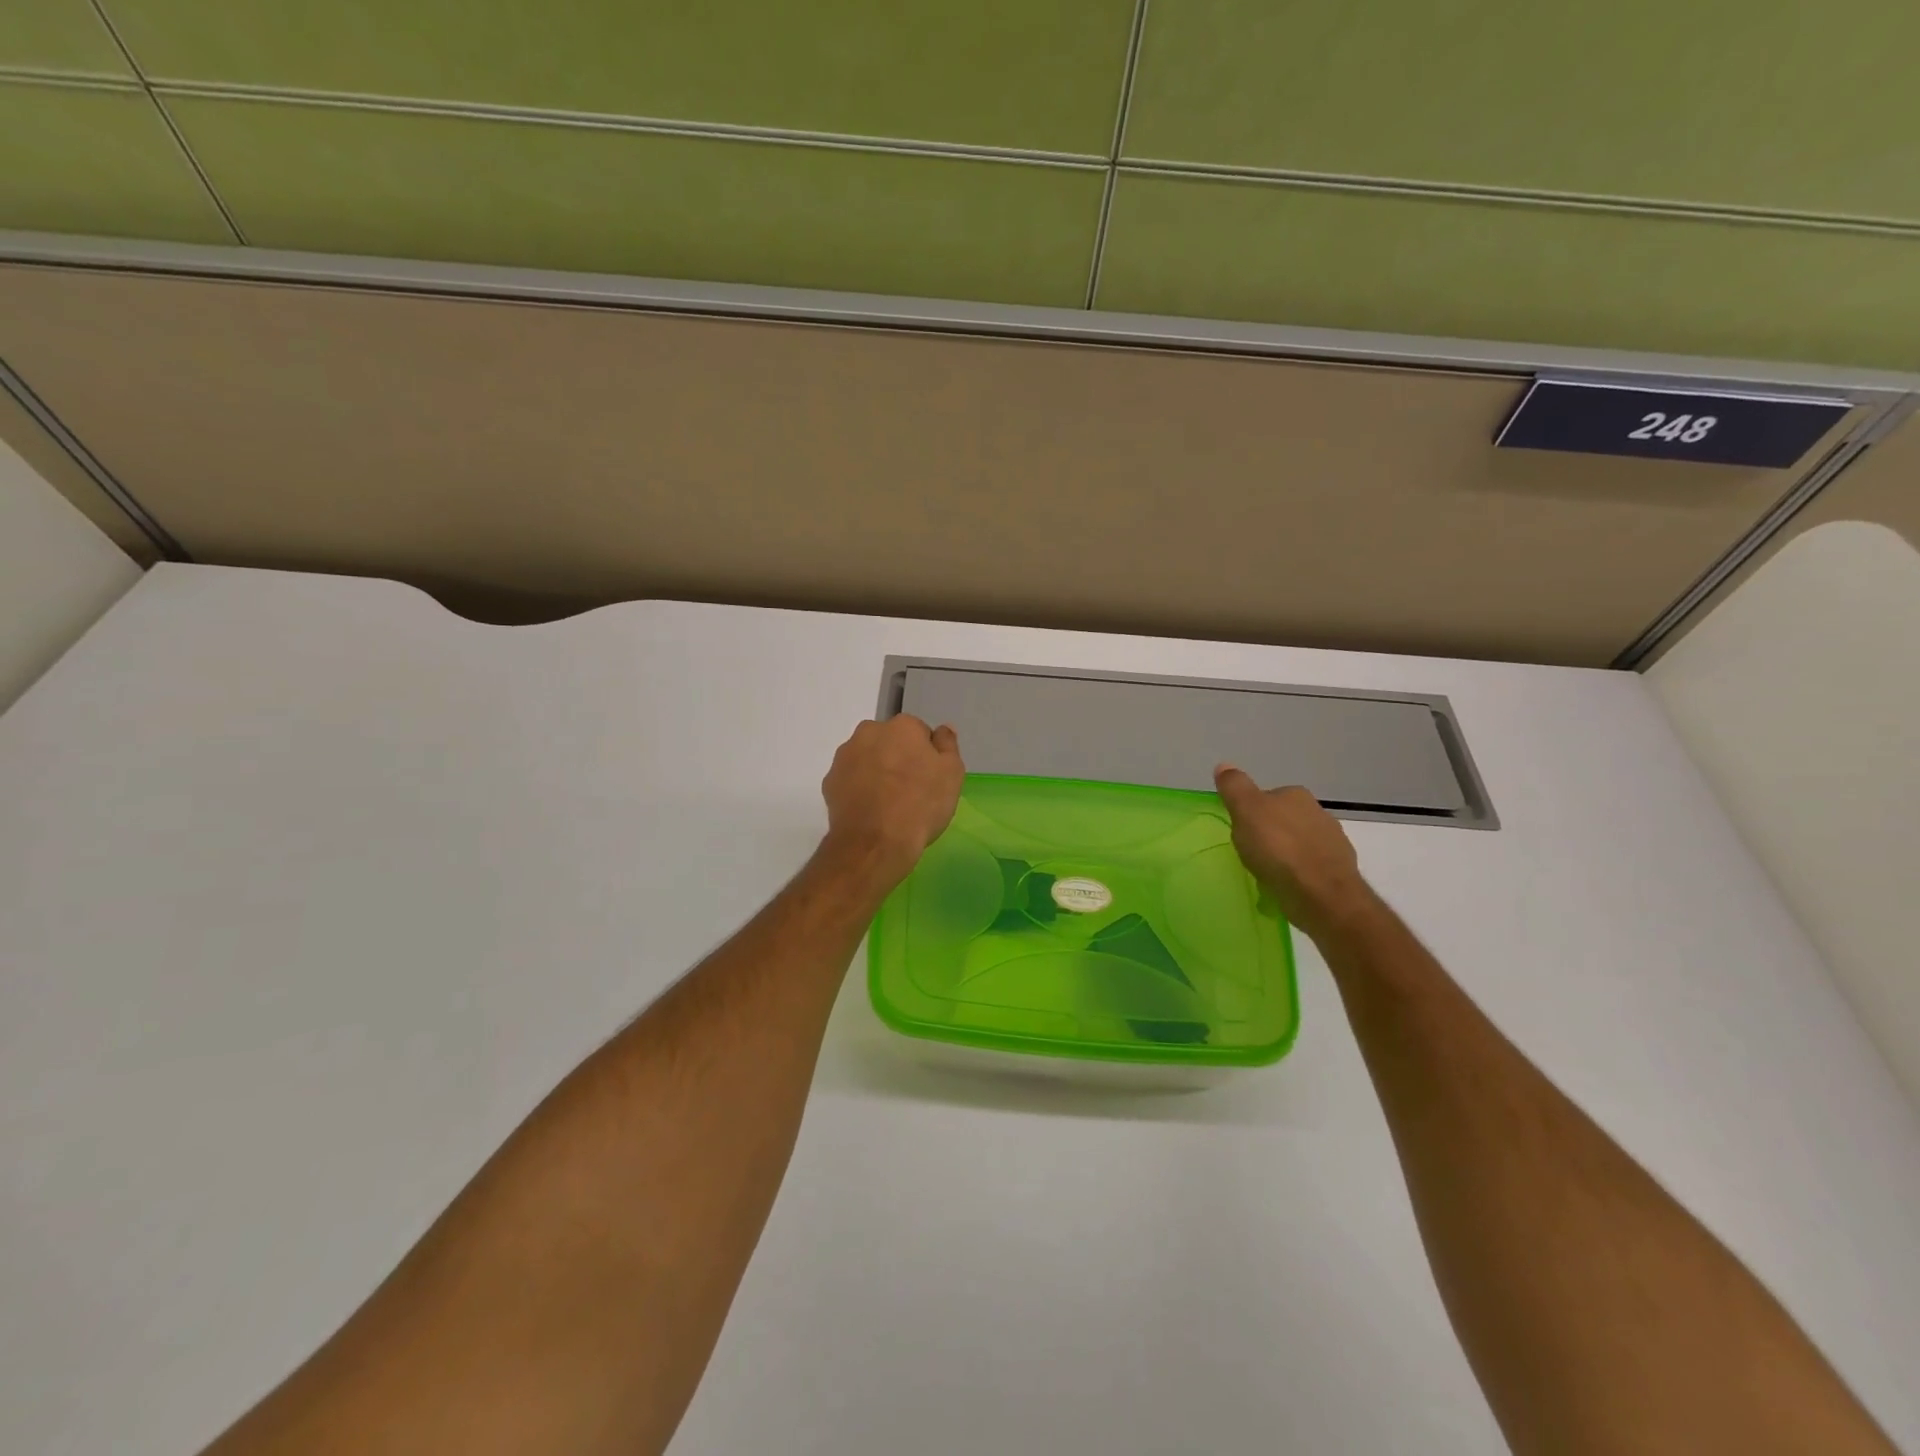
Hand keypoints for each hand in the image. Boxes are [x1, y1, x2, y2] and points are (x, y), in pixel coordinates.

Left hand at [819, 716, 965, 890]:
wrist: (875, 843)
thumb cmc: (920, 805)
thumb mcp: (952, 774)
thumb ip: (948, 745)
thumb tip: (943, 729)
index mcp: (902, 726)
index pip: (919, 732)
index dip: (927, 756)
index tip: (930, 778)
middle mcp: (869, 732)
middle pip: (890, 741)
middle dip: (898, 758)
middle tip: (910, 790)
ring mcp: (845, 756)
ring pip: (867, 758)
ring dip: (877, 772)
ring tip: (888, 804)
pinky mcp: (829, 781)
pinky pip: (850, 779)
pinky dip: (859, 789)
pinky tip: (870, 811)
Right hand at [1213, 764, 1377, 942]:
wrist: (1320, 893)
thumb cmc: (1278, 848)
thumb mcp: (1246, 811)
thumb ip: (1235, 787)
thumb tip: (1224, 765)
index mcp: (1296, 795)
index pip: (1268, 797)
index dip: (1251, 812)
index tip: (1241, 831)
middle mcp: (1319, 812)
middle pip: (1285, 819)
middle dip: (1270, 833)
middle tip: (1251, 852)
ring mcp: (1333, 842)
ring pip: (1299, 843)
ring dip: (1285, 854)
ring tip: (1267, 873)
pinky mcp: (1339, 871)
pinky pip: (1310, 867)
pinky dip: (1298, 874)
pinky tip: (1286, 886)